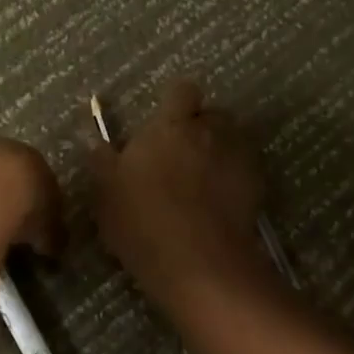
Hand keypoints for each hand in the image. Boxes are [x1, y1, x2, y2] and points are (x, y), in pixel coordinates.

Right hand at [89, 80, 266, 294]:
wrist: (199, 262)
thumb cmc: (144, 222)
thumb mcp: (106, 194)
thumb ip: (102, 161)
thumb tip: (95, 141)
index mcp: (171, 125)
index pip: (182, 91)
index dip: (177, 103)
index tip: (166, 124)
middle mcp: (209, 130)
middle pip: (211, 115)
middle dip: (200, 129)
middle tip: (181, 157)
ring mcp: (237, 155)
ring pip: (231, 140)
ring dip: (220, 151)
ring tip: (204, 181)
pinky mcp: (257, 183)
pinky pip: (245, 168)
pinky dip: (236, 178)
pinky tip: (222, 203)